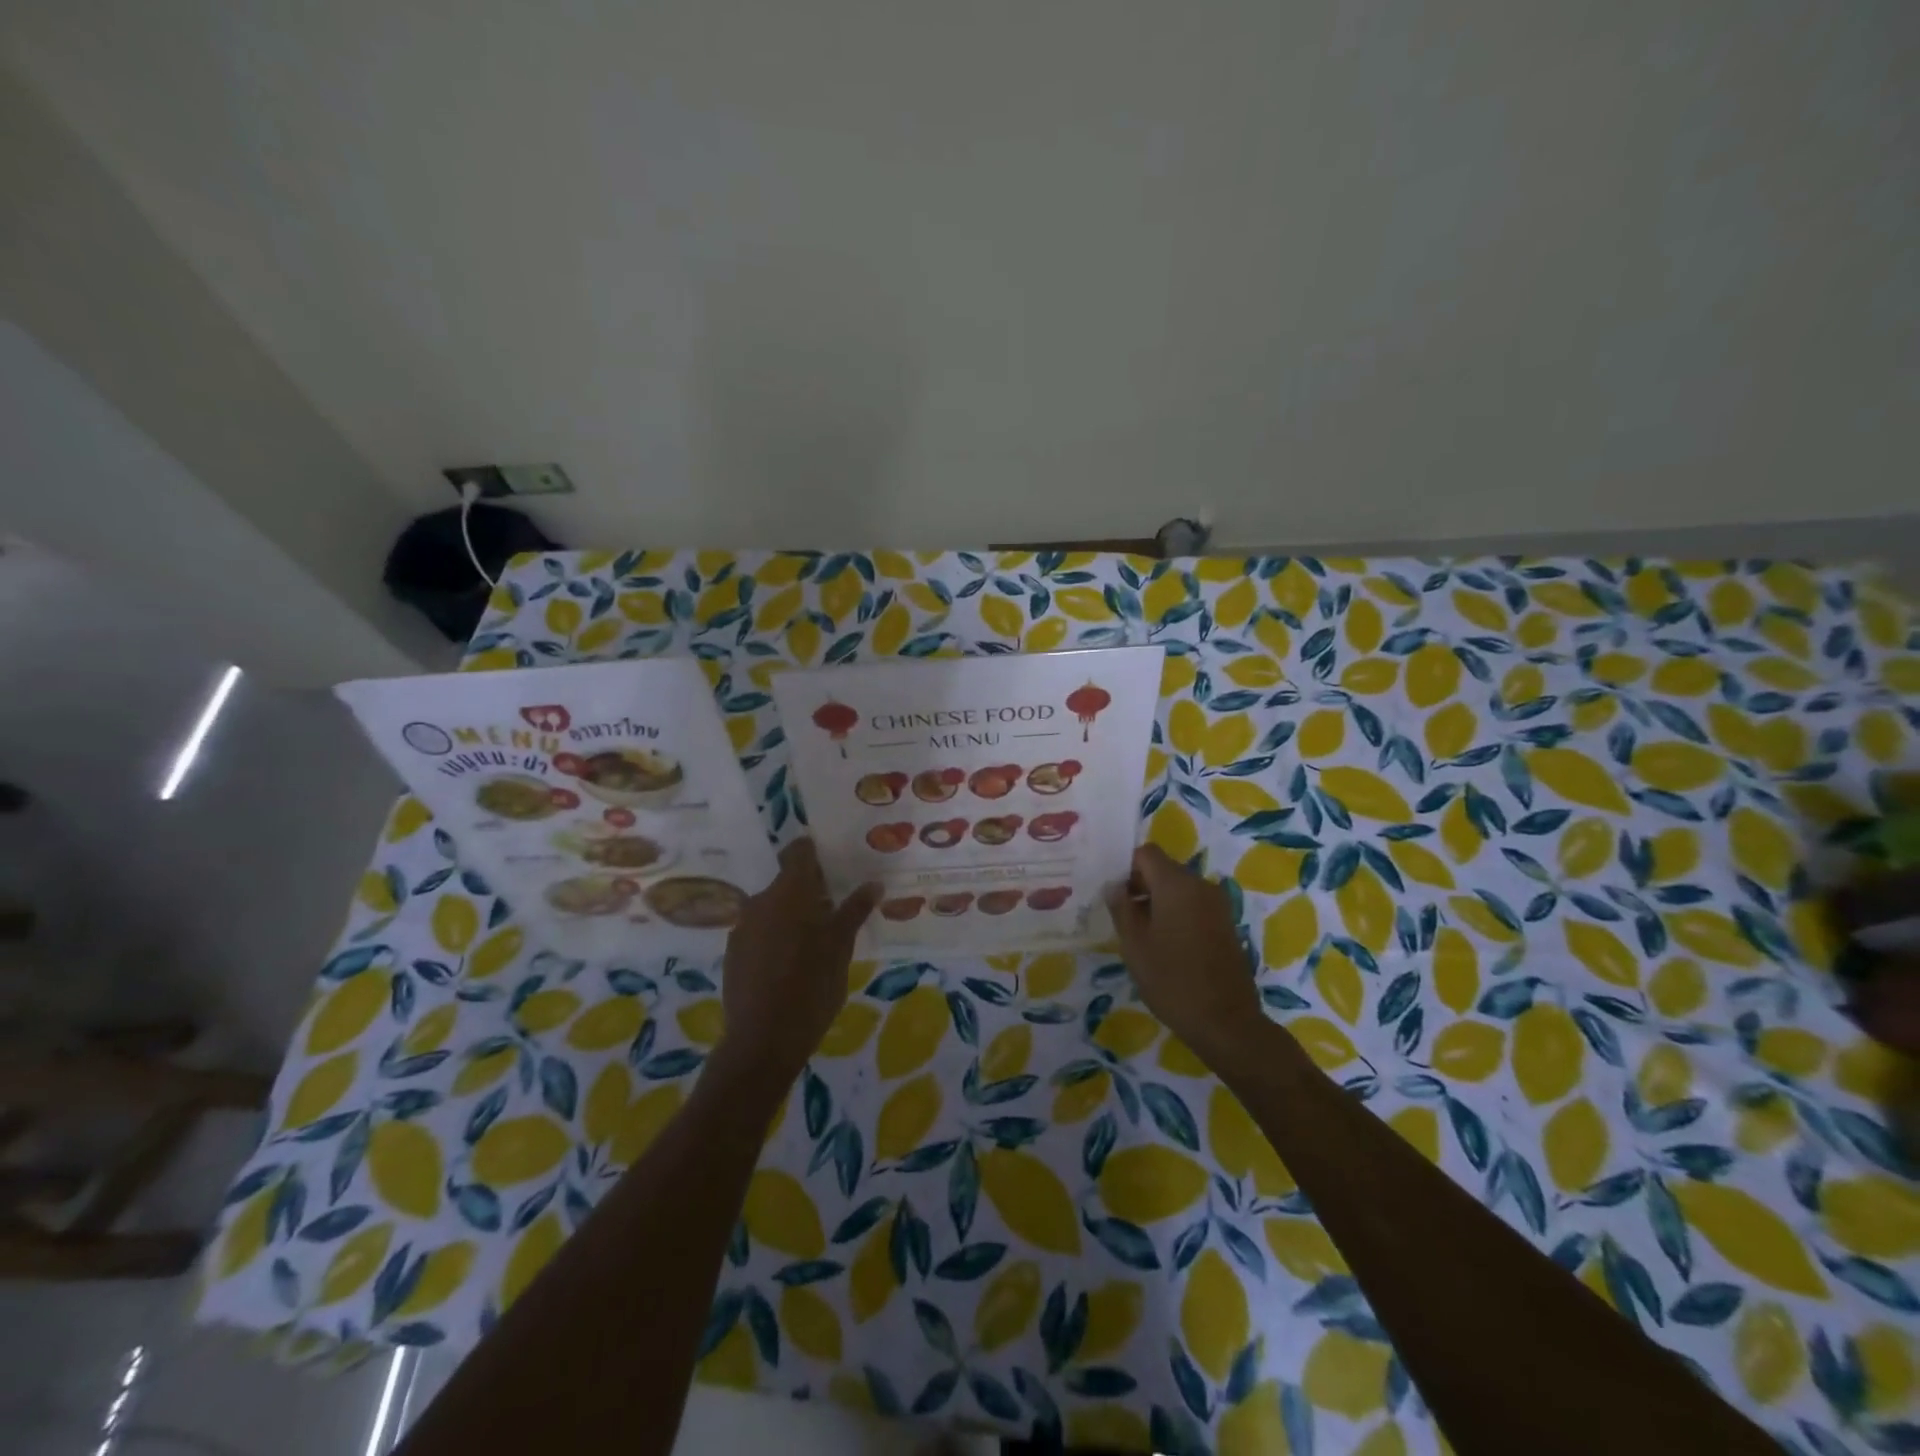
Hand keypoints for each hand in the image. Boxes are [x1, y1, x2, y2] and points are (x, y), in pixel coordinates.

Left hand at [718, 839, 879, 1079]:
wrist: (762, 1040)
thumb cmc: (811, 986)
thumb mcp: (841, 947)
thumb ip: (854, 911)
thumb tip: (873, 884)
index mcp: (789, 892)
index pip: (798, 852)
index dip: (815, 853)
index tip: (835, 864)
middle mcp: (761, 901)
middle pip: (787, 882)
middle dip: (810, 891)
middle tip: (836, 910)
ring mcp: (743, 927)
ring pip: (773, 908)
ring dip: (793, 915)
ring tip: (816, 941)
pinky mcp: (733, 953)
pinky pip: (760, 932)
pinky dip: (777, 937)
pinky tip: (792, 964)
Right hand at [1106, 845, 1261, 1064]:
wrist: (1226, 1022)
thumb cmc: (1172, 981)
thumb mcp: (1134, 945)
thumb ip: (1121, 908)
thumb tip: (1114, 886)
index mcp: (1177, 885)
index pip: (1146, 853)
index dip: (1126, 867)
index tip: (1114, 895)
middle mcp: (1201, 886)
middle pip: (1164, 869)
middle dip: (1140, 885)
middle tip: (1122, 916)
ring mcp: (1218, 905)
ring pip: (1179, 888)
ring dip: (1158, 901)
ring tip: (1141, 934)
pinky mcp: (1226, 924)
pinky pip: (1194, 905)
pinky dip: (1177, 914)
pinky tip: (1166, 944)